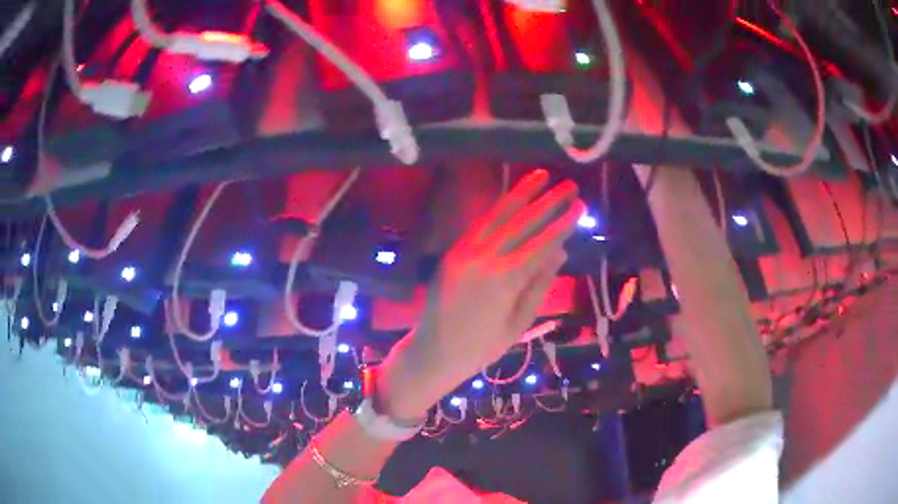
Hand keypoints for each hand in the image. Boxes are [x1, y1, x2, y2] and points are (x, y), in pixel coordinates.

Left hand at [378, 169, 582, 418]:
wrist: (434, 351)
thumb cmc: (482, 347)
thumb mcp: (518, 323)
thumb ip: (539, 285)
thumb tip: (560, 251)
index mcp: (504, 281)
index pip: (541, 244)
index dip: (562, 223)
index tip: (579, 205)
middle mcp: (484, 258)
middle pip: (522, 223)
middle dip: (548, 202)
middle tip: (569, 184)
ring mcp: (465, 251)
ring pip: (498, 215)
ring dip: (521, 193)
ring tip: (541, 175)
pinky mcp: (453, 251)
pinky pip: (480, 224)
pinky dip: (498, 208)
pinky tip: (512, 196)